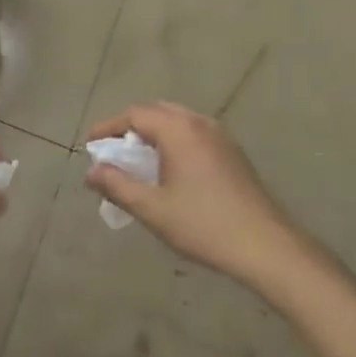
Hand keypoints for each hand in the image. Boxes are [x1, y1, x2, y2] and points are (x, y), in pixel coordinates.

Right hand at [84, 102, 307, 290]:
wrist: (265, 244)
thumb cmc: (204, 225)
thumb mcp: (154, 209)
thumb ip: (118, 186)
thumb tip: (91, 172)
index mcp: (178, 129)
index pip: (135, 114)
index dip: (109, 127)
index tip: (90, 144)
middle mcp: (199, 122)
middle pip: (157, 112)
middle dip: (131, 127)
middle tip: (113, 152)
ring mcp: (219, 135)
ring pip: (178, 121)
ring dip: (154, 133)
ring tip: (138, 161)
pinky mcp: (232, 151)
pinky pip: (194, 133)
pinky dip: (174, 141)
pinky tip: (171, 170)